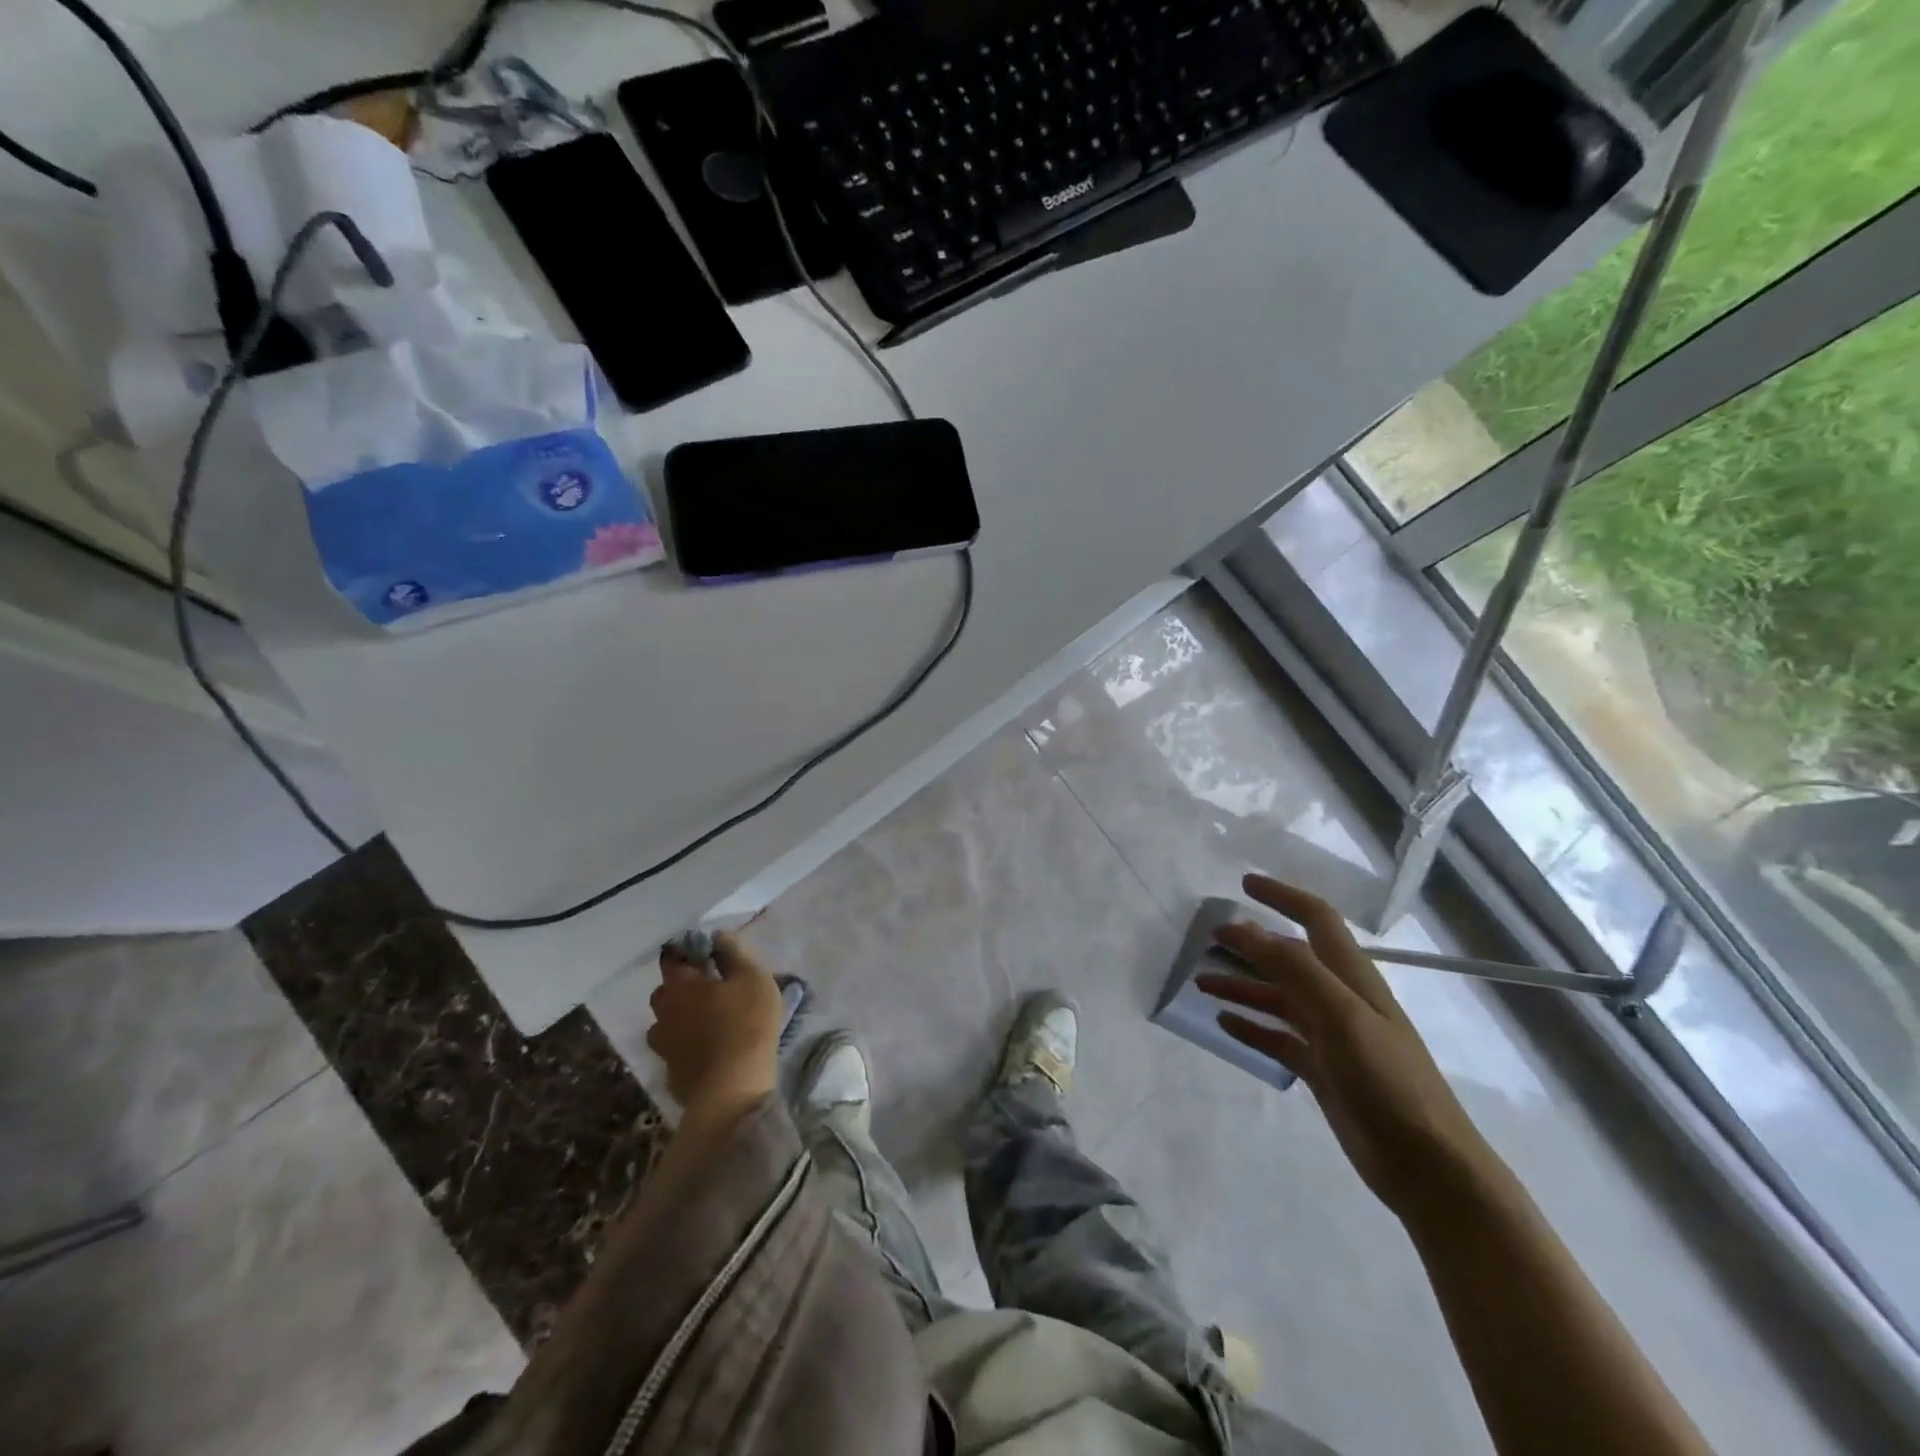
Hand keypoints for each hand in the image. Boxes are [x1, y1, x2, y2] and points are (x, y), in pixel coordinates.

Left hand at [647, 933, 782, 1116]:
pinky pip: (676, 1050)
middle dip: (683, 986)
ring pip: (666, 1023)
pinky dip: (687, 1045)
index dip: (686, 952)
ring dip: (681, 1018)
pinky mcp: (671, 1074)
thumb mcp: (752, 978)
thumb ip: (733, 953)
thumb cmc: (746, 1023)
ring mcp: (664, 1046)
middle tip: (710, 987)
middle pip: (665, 992)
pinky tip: (707, 1049)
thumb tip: (716, 936)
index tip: (705, 952)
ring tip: (707, 1020)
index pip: (672, 958)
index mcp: (680, 985)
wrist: (732, 1091)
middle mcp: (664, 1013)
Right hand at [1197, 874, 1499, 1222]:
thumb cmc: (1388, 1081)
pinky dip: (1250, 1027)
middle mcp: (1340, 999)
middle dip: (1251, 944)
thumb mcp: (1342, 1015)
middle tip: (1208, 939)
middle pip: (1289, 959)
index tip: (1244, 884)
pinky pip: (1277, 1038)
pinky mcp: (1322, 1071)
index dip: (1283, 897)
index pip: (1316, 919)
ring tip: (1201, 983)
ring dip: (1242, 986)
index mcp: (1352, 978)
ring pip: (1278, 998)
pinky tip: (1224, 1023)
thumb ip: (1294, 968)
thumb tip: (1245, 928)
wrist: (1427, 1166)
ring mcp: (1331, 1037)